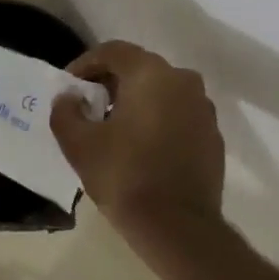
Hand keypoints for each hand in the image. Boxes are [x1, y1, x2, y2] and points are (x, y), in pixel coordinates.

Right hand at [50, 41, 224, 236]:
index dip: (85, 64)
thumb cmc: (124, 176)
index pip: (113, 51)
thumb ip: (65, 111)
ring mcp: (203, 109)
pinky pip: (178, 116)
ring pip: (161, 92)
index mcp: (151, 74)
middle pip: (139, 69)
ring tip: (112, 128)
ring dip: (135, 102)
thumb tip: (69, 98)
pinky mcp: (213, 136)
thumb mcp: (78, 144)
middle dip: (110, 83)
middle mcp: (183, 81)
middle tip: (87, 106)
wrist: (178, 227)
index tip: (69, 86)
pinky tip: (140, 147)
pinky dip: (157, 121)